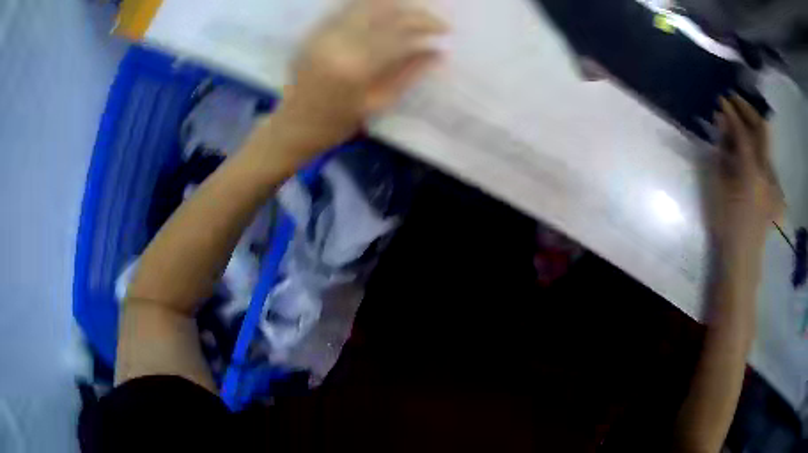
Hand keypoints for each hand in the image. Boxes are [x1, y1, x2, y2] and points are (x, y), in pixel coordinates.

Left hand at [275, 0, 447, 149]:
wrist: (294, 125)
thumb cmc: (338, 123)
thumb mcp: (379, 103)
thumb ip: (409, 73)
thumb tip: (439, 52)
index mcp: (356, 66)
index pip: (400, 32)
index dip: (427, 26)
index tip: (446, 29)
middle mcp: (338, 42)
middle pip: (383, 11)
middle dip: (413, 11)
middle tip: (431, 19)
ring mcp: (322, 33)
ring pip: (363, 5)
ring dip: (392, 5)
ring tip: (411, 12)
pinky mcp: (312, 31)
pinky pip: (344, 9)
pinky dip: (368, 6)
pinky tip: (384, 11)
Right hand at [709, 95, 782, 267]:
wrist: (741, 257)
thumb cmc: (725, 223)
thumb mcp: (717, 185)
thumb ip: (722, 151)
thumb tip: (721, 125)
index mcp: (752, 172)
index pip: (743, 131)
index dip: (732, 112)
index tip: (722, 99)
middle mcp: (767, 172)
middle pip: (762, 130)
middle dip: (748, 110)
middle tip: (735, 100)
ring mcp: (774, 182)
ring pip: (765, 144)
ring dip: (752, 129)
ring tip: (738, 127)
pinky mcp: (775, 191)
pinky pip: (767, 161)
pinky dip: (757, 150)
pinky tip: (747, 154)